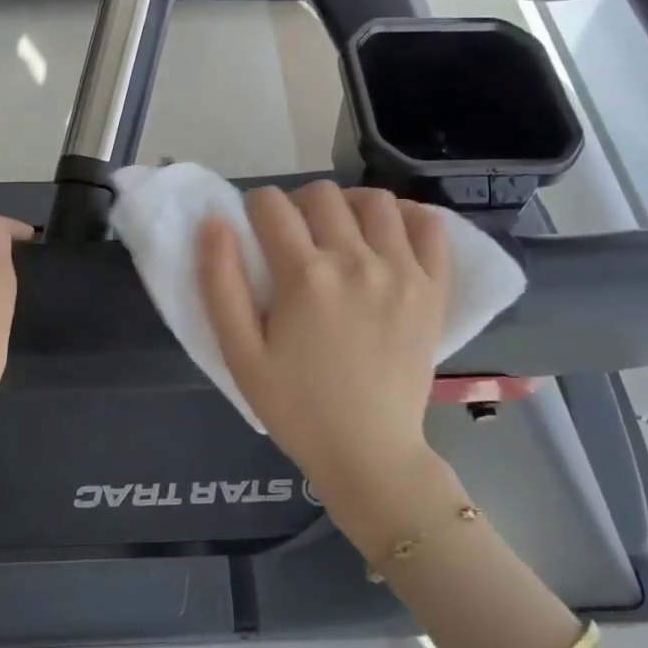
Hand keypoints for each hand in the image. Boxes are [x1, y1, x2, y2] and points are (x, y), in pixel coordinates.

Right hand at [198, 183, 459, 542]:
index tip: (254, 230)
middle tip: (292, 238)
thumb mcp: (240, 355)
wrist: (368, 453)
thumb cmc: (295, 408)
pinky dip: (408, 218)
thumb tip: (214, 222)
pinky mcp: (434, 289)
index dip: (254, 208)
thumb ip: (220, 284)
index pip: (271, 205)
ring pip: (375, 201)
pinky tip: (388, 237)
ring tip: (340, 233)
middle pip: (322, 194)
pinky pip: (430, 227)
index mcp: (305, 276)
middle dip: (297, 204)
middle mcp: (357, 260)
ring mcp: (403, 271)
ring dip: (349, 205)